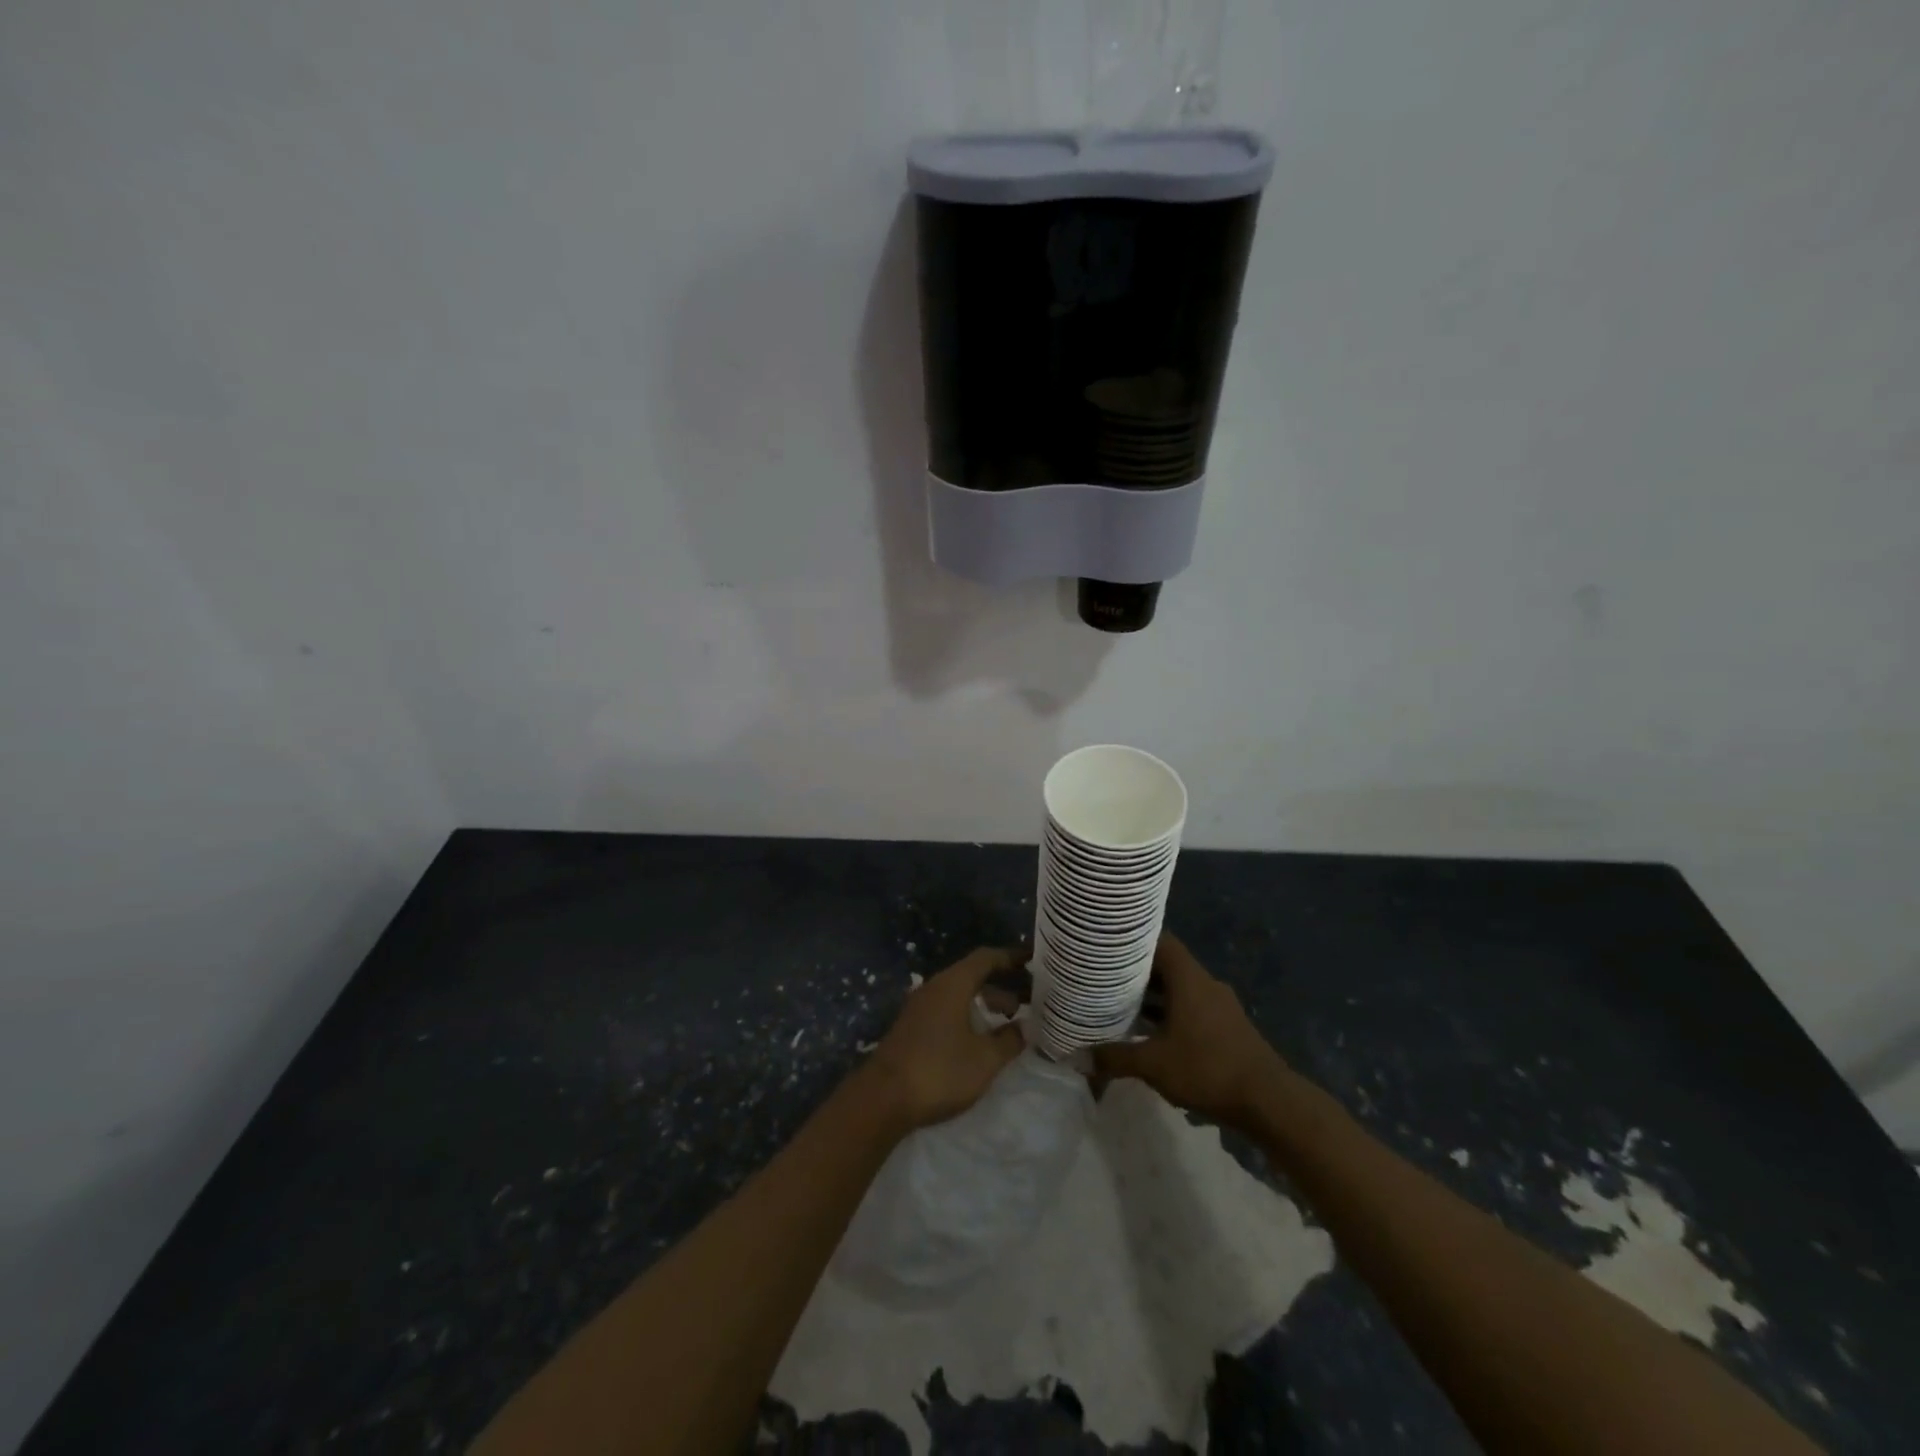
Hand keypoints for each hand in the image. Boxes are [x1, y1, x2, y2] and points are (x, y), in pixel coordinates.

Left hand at [863, 947, 1026, 1131]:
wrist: (882, 1098)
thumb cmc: (940, 1071)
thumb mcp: (985, 1060)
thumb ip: (1008, 1041)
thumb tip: (1023, 1028)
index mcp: (953, 984)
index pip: (986, 958)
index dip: (1011, 957)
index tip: (1033, 962)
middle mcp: (935, 987)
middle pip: (972, 975)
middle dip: (1001, 985)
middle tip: (1027, 1001)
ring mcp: (919, 1007)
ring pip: (959, 994)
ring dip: (984, 1003)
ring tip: (1007, 1023)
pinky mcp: (911, 1027)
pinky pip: (947, 1009)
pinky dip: (967, 1015)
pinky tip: (977, 1039)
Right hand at [1094, 934, 1289, 1129]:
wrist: (1269, 1101)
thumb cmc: (1208, 1068)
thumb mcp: (1154, 1064)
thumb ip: (1116, 1057)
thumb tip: (1078, 1058)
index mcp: (1189, 978)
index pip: (1160, 941)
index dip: (1134, 940)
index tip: (1108, 943)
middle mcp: (1205, 984)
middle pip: (1168, 965)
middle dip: (1137, 971)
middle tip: (1105, 975)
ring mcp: (1220, 1006)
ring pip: (1180, 989)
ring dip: (1154, 996)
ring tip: (1121, 1003)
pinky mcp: (1227, 1027)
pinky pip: (1192, 1008)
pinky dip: (1170, 1014)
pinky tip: (1151, 1033)